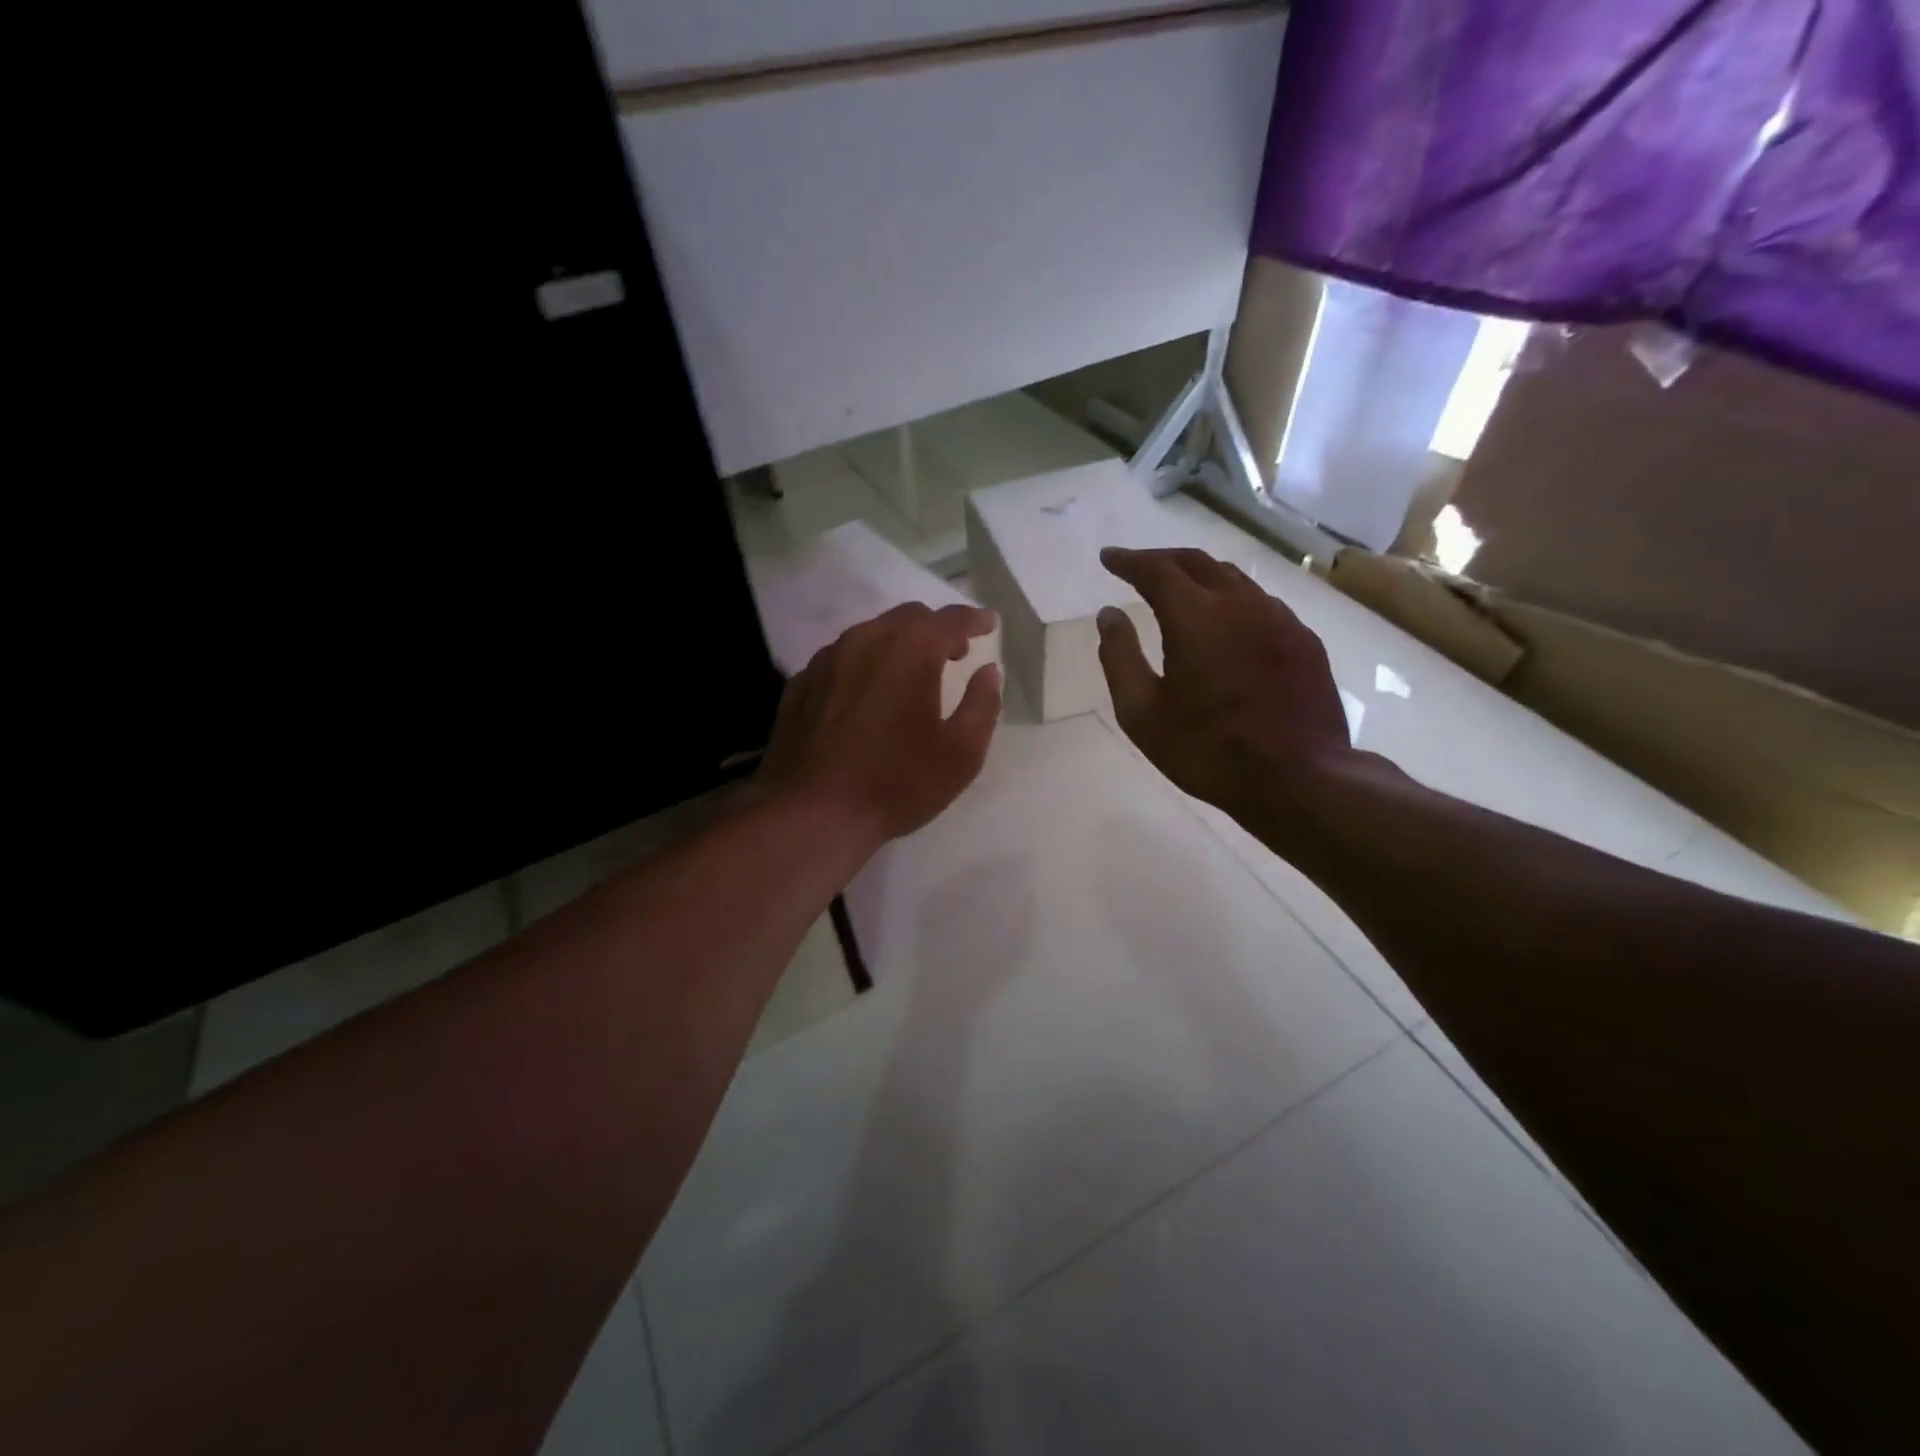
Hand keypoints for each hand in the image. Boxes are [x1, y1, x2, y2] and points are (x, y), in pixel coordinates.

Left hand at [757, 601, 1001, 845]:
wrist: (812, 813)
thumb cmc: (897, 783)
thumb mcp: (961, 753)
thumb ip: (982, 704)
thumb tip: (988, 671)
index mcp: (911, 650)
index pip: (950, 619)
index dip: (974, 620)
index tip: (988, 625)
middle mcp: (866, 640)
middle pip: (908, 617)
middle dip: (936, 629)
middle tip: (954, 652)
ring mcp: (827, 659)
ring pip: (870, 634)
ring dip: (898, 643)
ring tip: (911, 672)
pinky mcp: (801, 683)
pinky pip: (841, 658)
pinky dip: (864, 664)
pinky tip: (867, 693)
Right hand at [1095, 547, 1355, 840]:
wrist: (1299, 780)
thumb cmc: (1208, 751)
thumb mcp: (1142, 713)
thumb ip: (1120, 657)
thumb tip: (1108, 614)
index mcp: (1196, 617)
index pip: (1157, 570)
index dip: (1129, 560)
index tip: (1108, 558)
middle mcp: (1241, 604)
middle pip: (1197, 562)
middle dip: (1163, 559)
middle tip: (1138, 567)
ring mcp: (1280, 619)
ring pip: (1234, 579)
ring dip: (1200, 576)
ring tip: (1179, 589)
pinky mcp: (1304, 640)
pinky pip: (1261, 604)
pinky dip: (1232, 600)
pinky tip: (1226, 623)